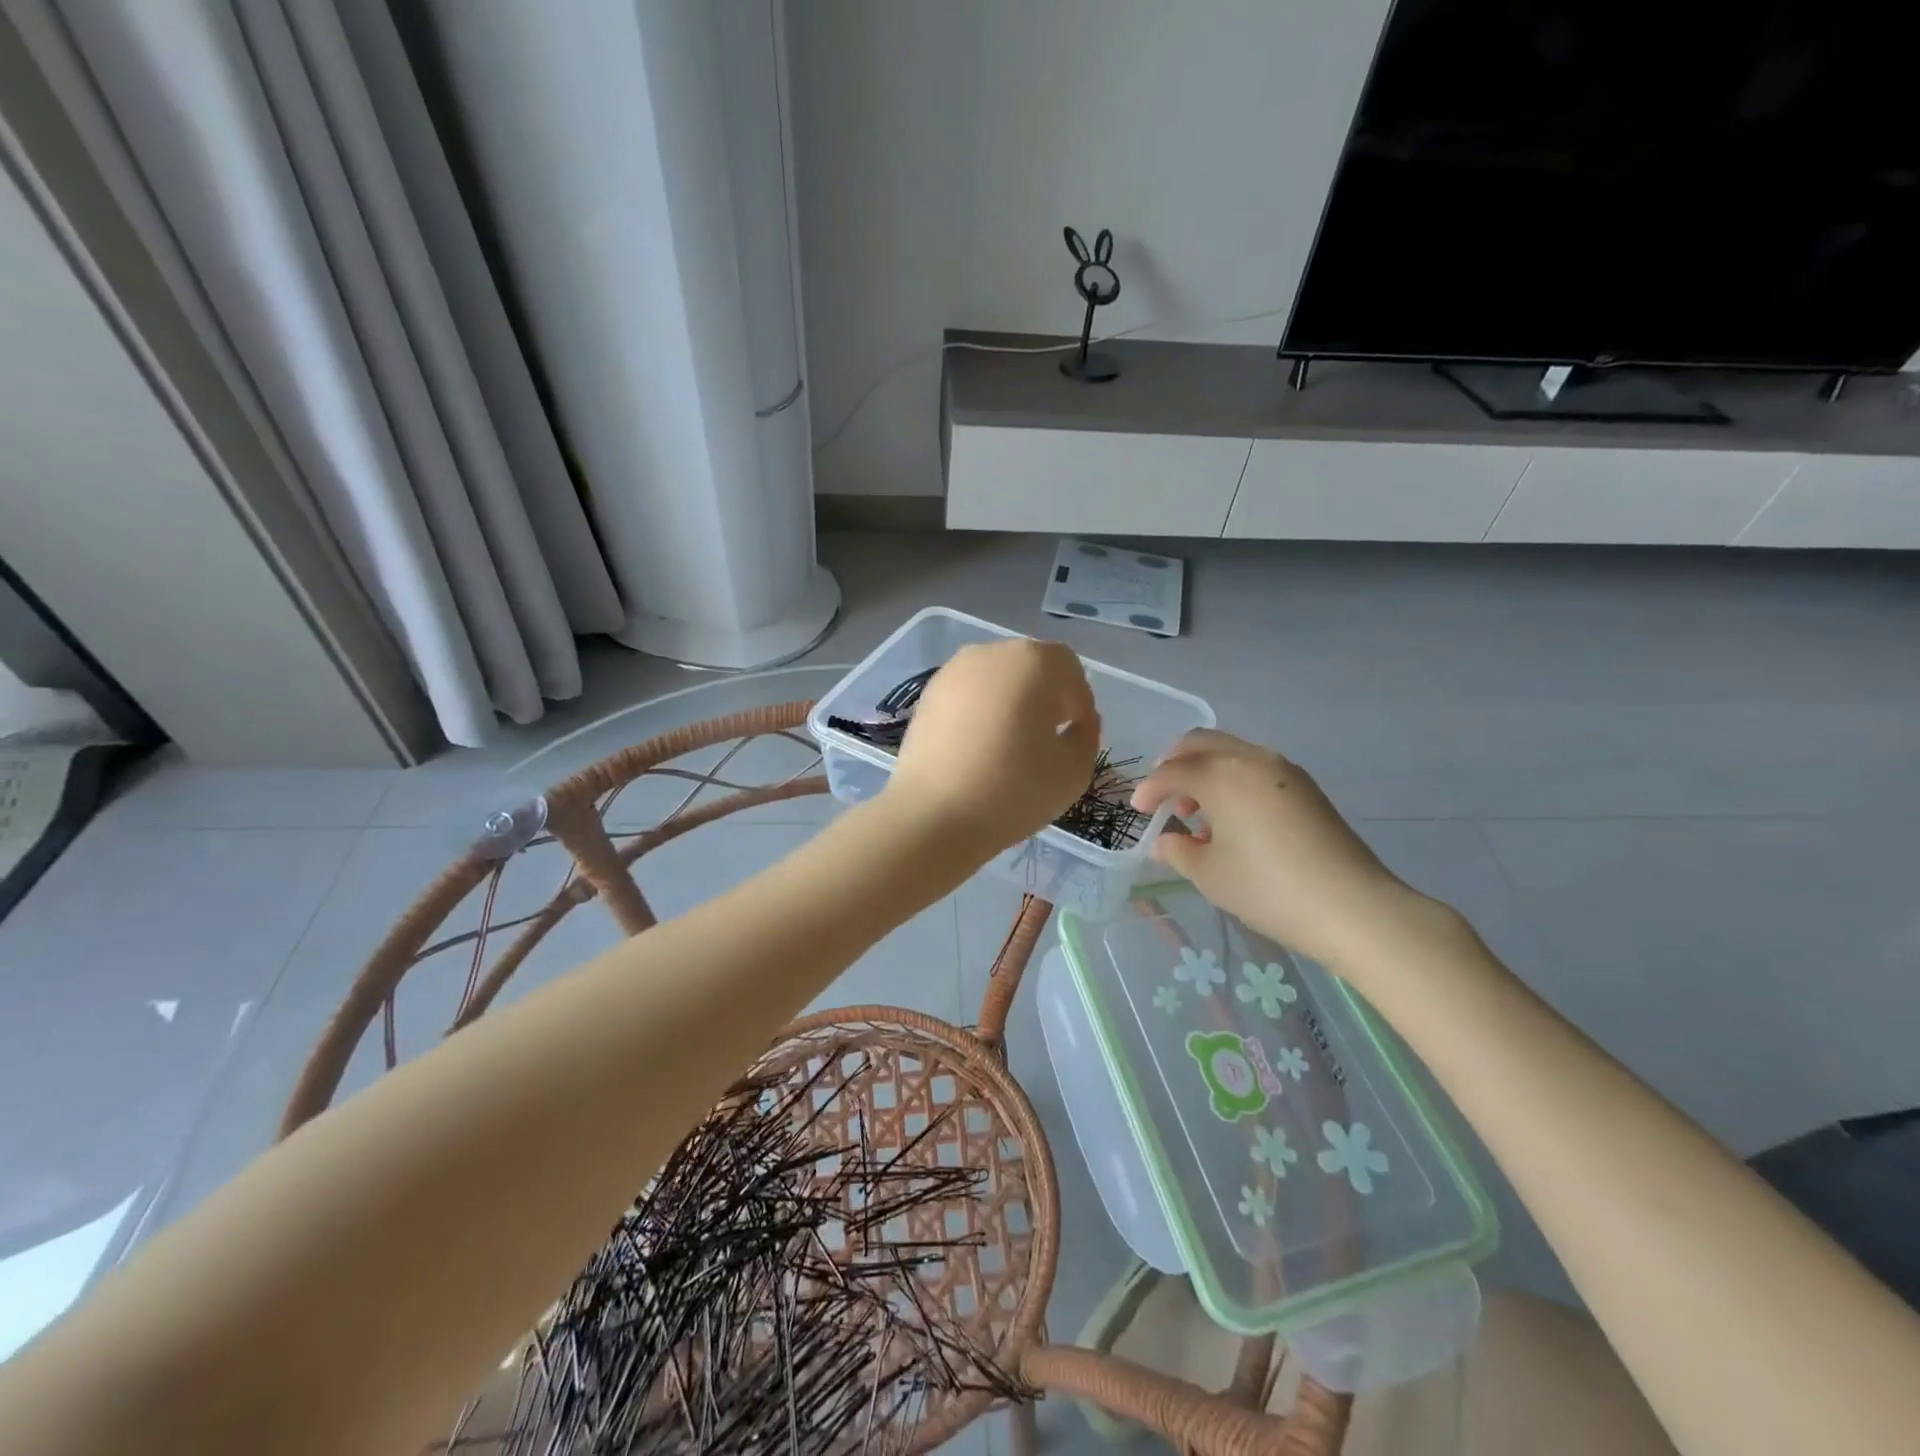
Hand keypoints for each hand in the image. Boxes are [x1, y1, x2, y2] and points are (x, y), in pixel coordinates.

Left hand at [886, 639, 1098, 852]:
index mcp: (1032, 661)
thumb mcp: (1074, 769)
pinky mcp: (926, 697)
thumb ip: (1086, 736)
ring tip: (1012, 745)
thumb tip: (1075, 724)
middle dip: (1045, 697)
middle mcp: (990, 653)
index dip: (1079, 700)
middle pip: (1029, 668)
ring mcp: (952, 673)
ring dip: (1011, 703)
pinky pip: (967, 697)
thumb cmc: (1014, 788)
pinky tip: (980, 749)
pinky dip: (980, 713)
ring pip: (995, 680)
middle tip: (1049, 737)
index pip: (1068, 668)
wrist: (934, 815)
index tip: (1078, 733)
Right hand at [1130, 730, 1432, 971]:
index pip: (1172, 771)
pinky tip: (1232, 818)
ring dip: (1205, 771)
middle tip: (1163, 796)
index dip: (1149, 789)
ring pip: (1230, 752)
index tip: (1138, 810)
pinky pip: (1255, 767)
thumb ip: (1179, 851)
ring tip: (1198, 813)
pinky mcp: (1305, 786)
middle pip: (1201, 743)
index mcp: (1221, 775)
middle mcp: (1251, 759)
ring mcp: (1283, 769)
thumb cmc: (1267, 888)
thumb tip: (1165, 841)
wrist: (1352, 906)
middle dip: (1174, 764)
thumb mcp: (1210, 875)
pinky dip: (1232, 779)